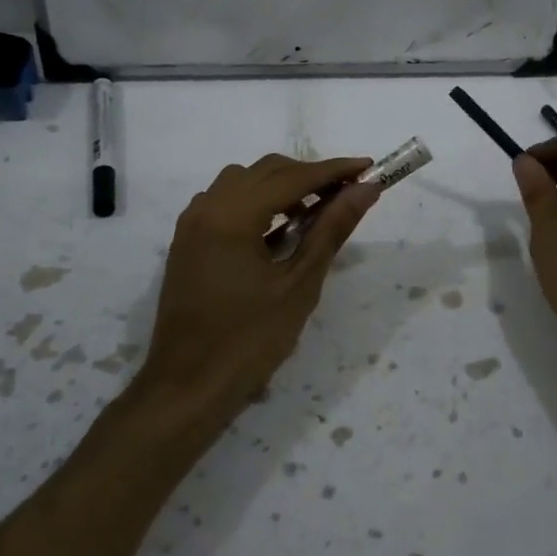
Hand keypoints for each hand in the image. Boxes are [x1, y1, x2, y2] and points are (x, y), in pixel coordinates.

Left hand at [138, 154, 381, 435]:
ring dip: (281, 187)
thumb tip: (365, 191)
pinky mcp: (187, 242)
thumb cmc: (249, 341)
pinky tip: (278, 230)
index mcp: (232, 216)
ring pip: (243, 182)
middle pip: (266, 171)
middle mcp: (207, 208)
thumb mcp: (299, 285)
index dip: (334, 170)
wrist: (187, 388)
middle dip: (310, 176)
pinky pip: (225, 202)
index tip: (369, 168)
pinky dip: (256, 203)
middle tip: (348, 193)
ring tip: (314, 212)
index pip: (293, 177)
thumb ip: (331, 230)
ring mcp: (192, 224)